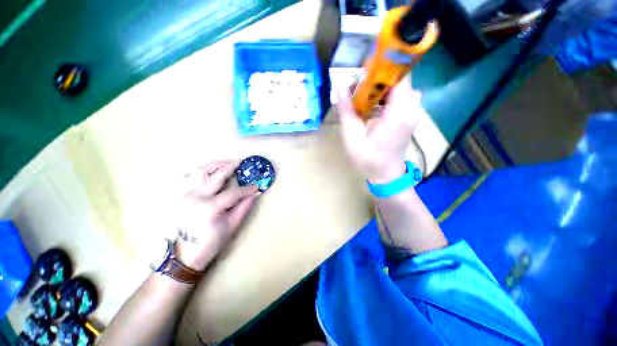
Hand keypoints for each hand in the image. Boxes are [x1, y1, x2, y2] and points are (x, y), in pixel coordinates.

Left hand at [174, 160, 259, 269]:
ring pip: (200, 171)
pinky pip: (188, 176)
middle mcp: (195, 197)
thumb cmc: (211, 242)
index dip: (247, 189)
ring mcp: (183, 194)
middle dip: (231, 167)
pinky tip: (209, 171)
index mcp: (209, 208)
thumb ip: (244, 207)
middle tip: (242, 162)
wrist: (184, 254)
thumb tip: (255, 193)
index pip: (233, 193)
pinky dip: (201, 171)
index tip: (256, 186)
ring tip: (227, 163)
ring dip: (216, 165)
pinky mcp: (178, 195)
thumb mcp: (232, 226)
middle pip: (216, 175)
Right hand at [336, 78, 421, 183]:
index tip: (363, 71)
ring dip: (380, 89)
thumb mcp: (352, 136)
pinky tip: (372, 108)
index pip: (399, 75)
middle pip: (398, 80)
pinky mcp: (408, 117)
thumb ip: (347, 111)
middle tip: (358, 88)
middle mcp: (411, 108)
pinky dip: (385, 97)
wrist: (386, 176)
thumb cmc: (368, 159)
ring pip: (399, 88)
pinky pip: (399, 98)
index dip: (382, 67)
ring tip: (363, 99)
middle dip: (377, 80)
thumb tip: (339, 88)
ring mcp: (412, 113)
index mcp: (399, 112)